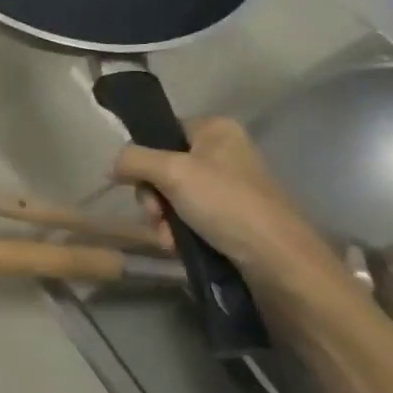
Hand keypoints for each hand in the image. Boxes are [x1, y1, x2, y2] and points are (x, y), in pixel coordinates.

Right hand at [112, 116, 351, 301]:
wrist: (279, 262)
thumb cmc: (227, 204)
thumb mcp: (172, 173)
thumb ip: (134, 160)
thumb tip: (113, 165)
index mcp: (216, 130)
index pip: (161, 131)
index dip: (144, 157)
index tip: (138, 182)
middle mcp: (223, 153)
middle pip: (163, 166)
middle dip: (152, 196)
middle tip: (155, 214)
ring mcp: (228, 186)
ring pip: (172, 196)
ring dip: (161, 219)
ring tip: (168, 238)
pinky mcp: (231, 217)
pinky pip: (190, 217)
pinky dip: (178, 232)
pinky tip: (178, 247)